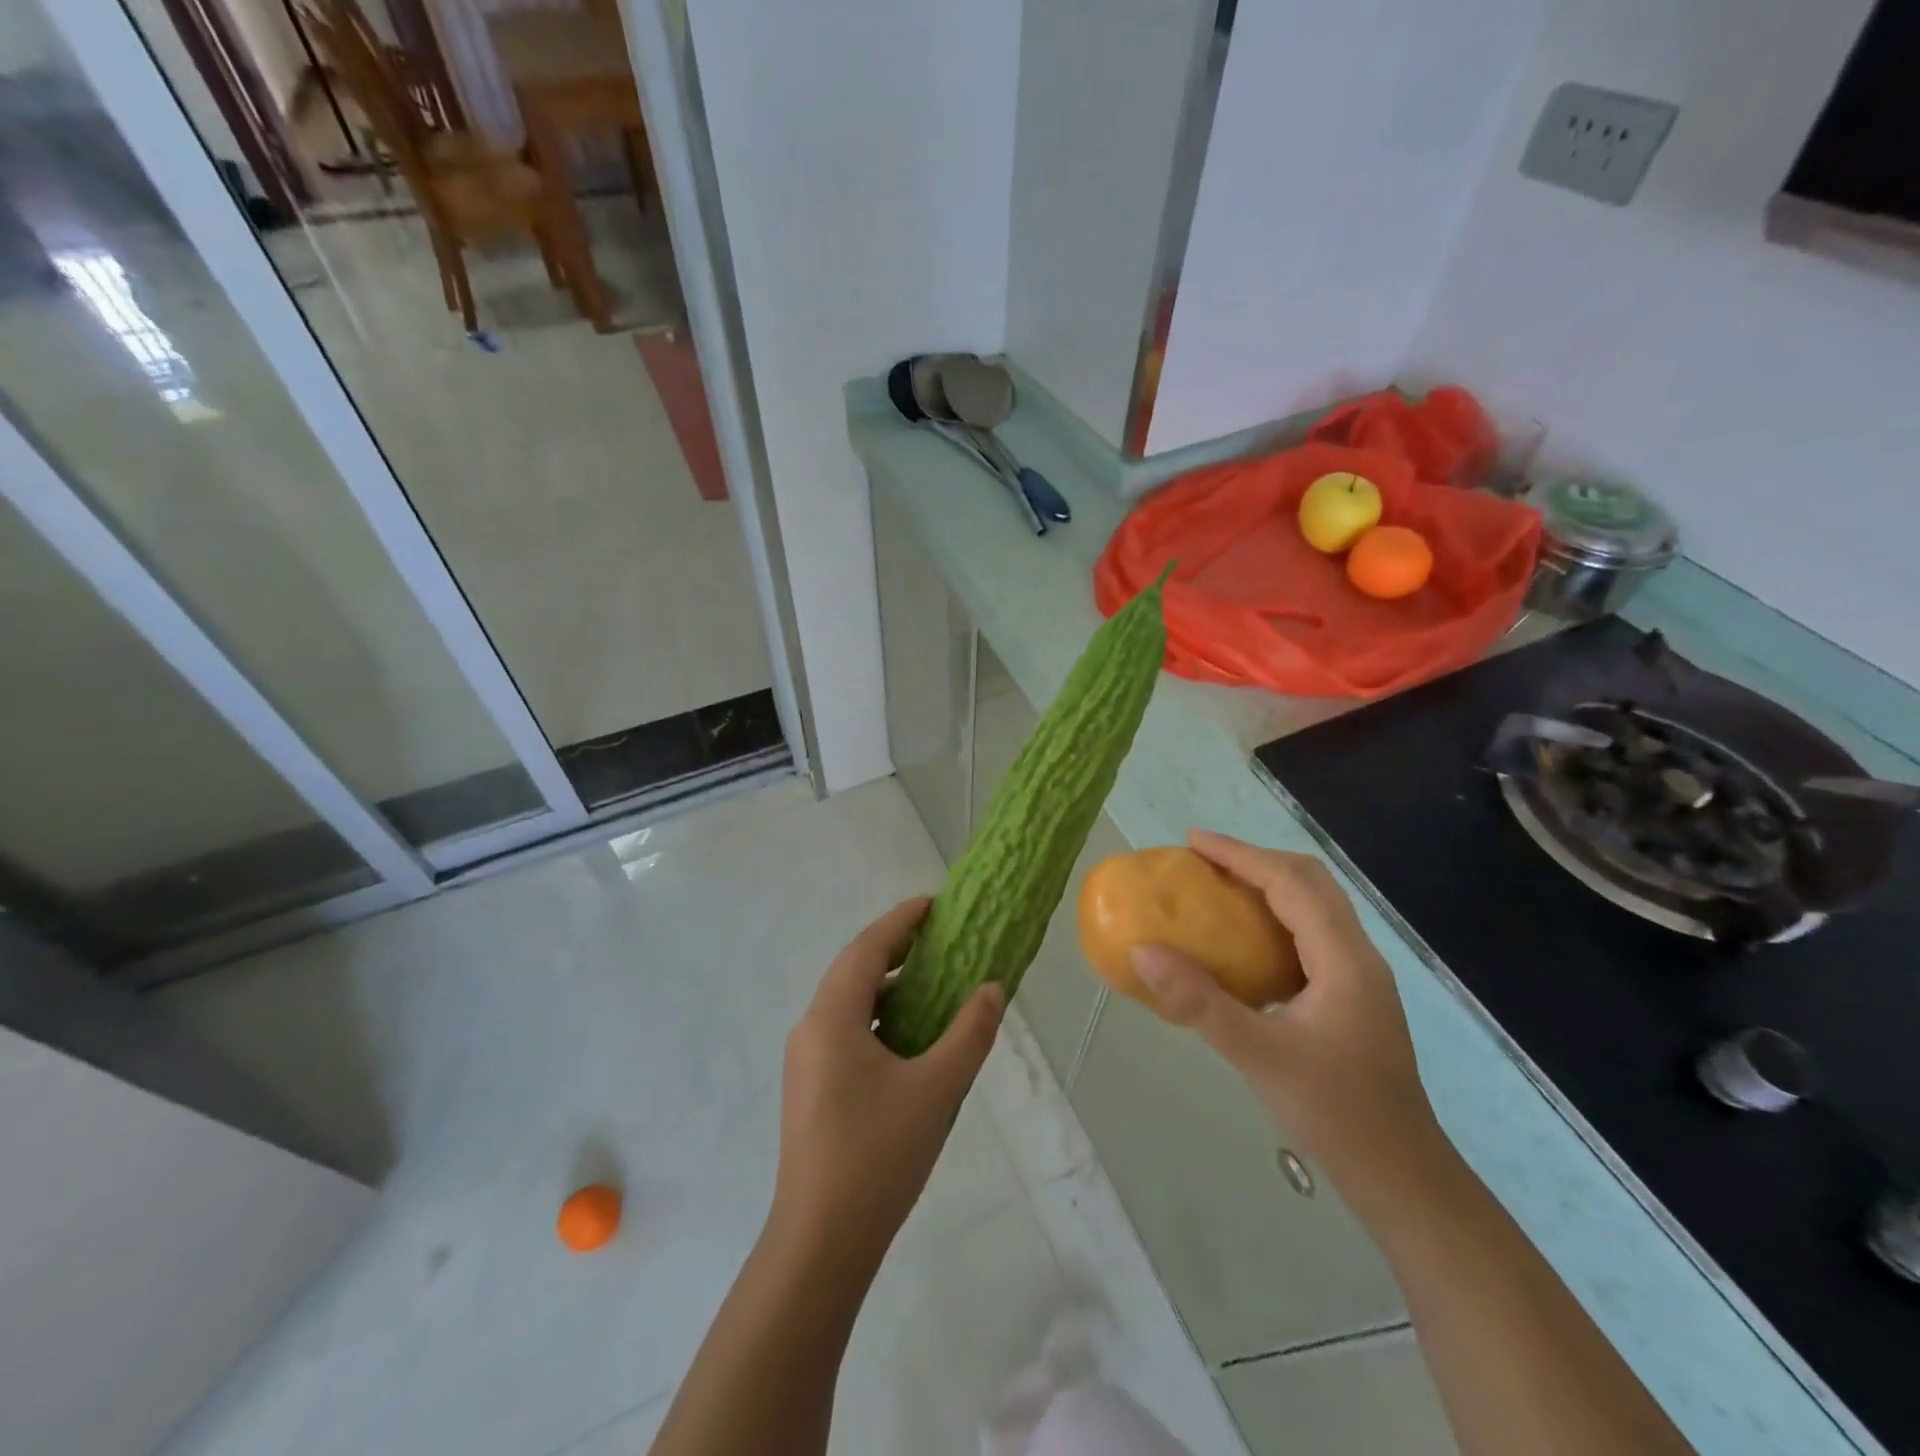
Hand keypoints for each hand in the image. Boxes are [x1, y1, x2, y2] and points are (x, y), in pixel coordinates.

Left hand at [769, 898, 1003, 1272]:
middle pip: (853, 969)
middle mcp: (811, 1028)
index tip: (934, 903)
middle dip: (894, 948)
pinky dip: (877, 1016)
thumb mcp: (937, 1089)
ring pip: (847, 1001)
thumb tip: (991, 989)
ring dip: (885, 984)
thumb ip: (969, 1033)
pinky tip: (907, 1036)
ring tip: (930, 982)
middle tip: (938, 938)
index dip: (901, 921)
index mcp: (832, 1017)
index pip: (867, 948)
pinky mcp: (810, 1087)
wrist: (821, 1242)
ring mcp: (806, 1060)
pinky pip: (845, 1030)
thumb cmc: (879, 1155)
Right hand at [1132, 833, 1443, 1195]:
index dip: (1240, 855)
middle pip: (1309, 882)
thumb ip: (1199, 1002)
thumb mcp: (1258, 1056)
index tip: (1192, 841)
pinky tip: (1243, 944)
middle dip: (1254, 860)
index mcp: (1344, 959)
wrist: (1401, 1177)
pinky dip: (1274, 917)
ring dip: (1267, 885)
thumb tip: (1142, 951)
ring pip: (1314, 906)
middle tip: (1202, 862)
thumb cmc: (1334, 1113)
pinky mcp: (1351, 996)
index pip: (1290, 883)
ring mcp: (1359, 977)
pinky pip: (1310, 934)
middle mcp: (1357, 956)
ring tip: (1217, 889)